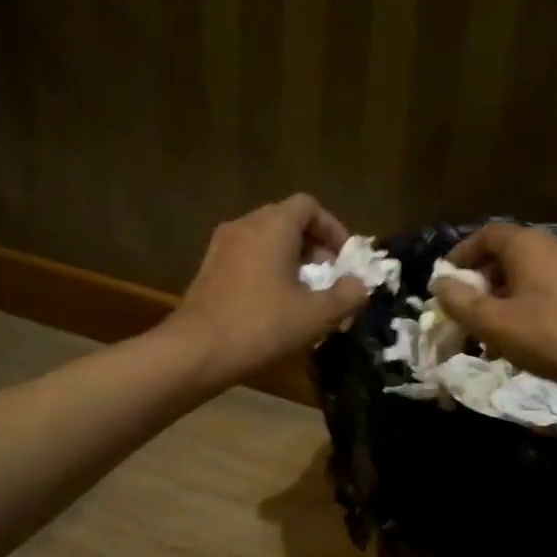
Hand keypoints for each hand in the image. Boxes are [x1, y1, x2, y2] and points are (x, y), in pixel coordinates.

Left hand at [167, 194, 369, 384]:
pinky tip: (274, 304)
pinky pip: (247, 256)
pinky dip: (266, 269)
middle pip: (286, 220)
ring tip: (304, 292)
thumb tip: (360, 284)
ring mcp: (221, 246)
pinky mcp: (208, 269)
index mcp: (273, 226)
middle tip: (329, 276)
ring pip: (265, 239)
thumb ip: (348, 295)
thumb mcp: (318, 315)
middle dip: (313, 245)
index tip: (345, 259)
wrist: (197, 351)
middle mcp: (245, 225)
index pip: (309, 206)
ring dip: (289, 259)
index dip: (333, 228)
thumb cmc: (263, 325)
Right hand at [432, 223, 556, 389]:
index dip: (460, 255)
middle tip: (463, 309)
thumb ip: (458, 300)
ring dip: (499, 298)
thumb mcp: (491, 322)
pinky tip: (516, 337)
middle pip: (504, 254)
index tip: (445, 281)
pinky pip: (543, 288)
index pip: (485, 235)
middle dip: (479, 282)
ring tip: (486, 331)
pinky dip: (523, 304)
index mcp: (528, 244)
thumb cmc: (546, 335)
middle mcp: (552, 245)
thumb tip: (440, 284)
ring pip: (523, 274)